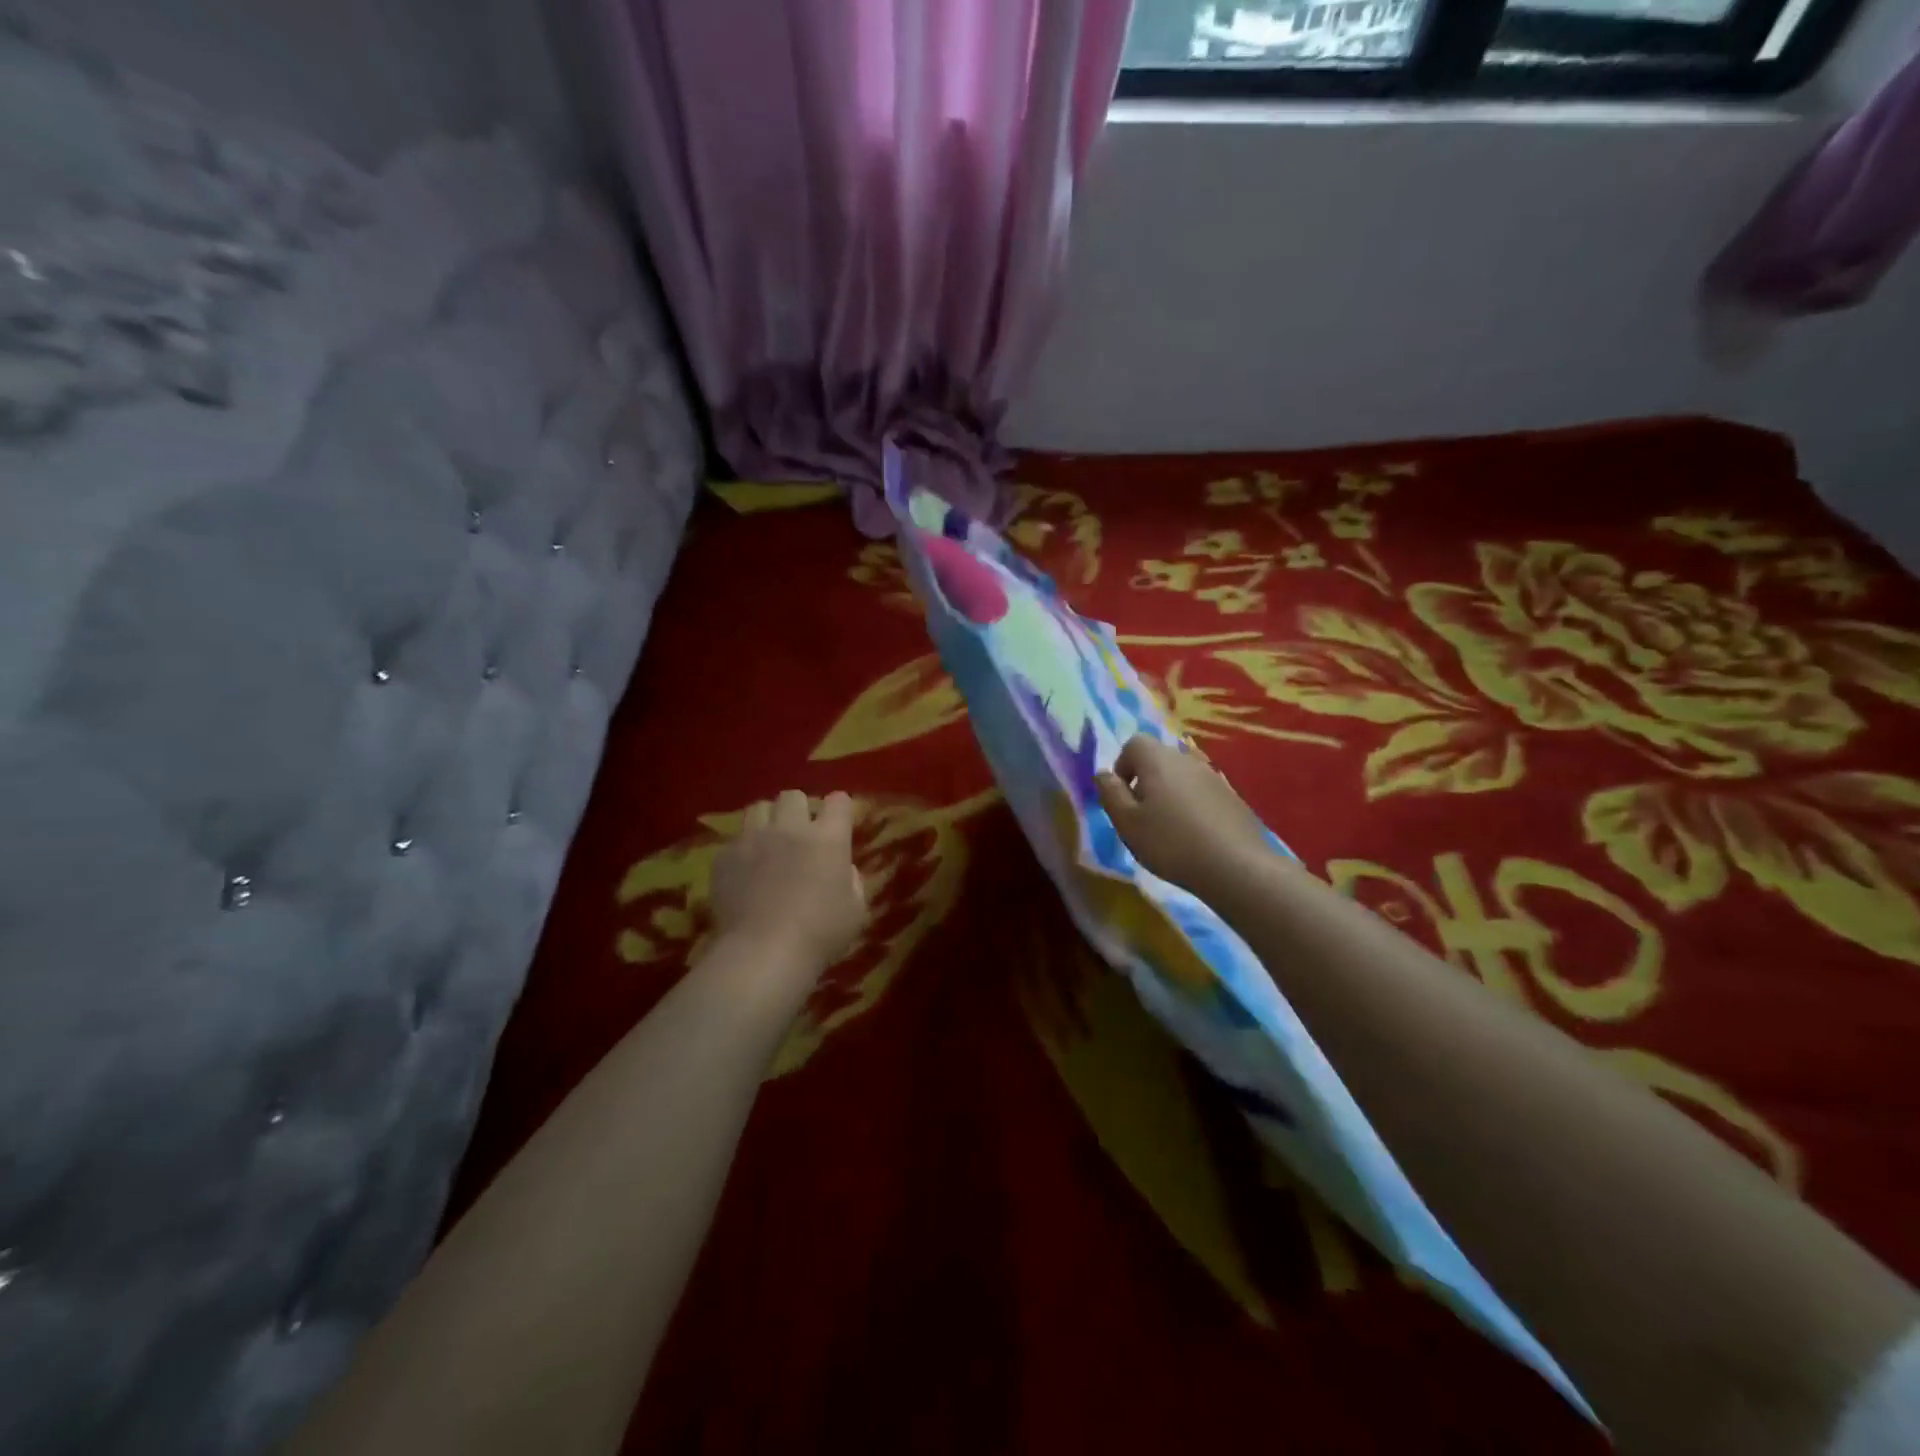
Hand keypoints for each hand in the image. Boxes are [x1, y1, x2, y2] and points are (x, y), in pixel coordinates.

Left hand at [711, 790, 867, 969]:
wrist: (763, 953)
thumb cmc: (819, 935)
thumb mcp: (855, 911)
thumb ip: (852, 880)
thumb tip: (844, 868)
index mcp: (828, 838)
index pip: (838, 802)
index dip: (839, 808)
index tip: (838, 822)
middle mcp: (790, 828)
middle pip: (793, 796)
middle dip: (799, 809)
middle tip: (800, 833)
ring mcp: (753, 839)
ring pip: (758, 808)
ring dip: (767, 821)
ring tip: (769, 842)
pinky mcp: (724, 856)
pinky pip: (734, 840)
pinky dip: (743, 850)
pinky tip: (745, 871)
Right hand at [1095, 736, 1272, 899]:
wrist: (1236, 866)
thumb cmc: (1171, 843)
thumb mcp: (1127, 823)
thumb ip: (1110, 794)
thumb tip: (1103, 774)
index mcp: (1158, 760)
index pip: (1134, 744)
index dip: (1122, 767)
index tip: (1123, 797)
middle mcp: (1187, 760)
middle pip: (1159, 759)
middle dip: (1146, 782)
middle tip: (1142, 817)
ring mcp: (1214, 777)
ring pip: (1182, 777)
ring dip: (1170, 796)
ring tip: (1169, 831)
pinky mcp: (1233, 798)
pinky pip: (1203, 794)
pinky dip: (1193, 808)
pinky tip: (1196, 837)